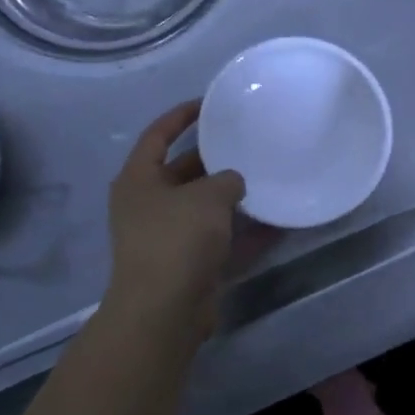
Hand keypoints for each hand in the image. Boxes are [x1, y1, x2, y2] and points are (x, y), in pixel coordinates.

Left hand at [104, 102, 246, 342]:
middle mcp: (147, 204)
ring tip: (266, 177)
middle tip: (247, 142)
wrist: (164, 311)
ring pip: (203, 207)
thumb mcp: (207, 197)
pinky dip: (243, 231)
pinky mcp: (186, 263)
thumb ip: (226, 180)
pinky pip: (218, 238)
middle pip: (182, 171)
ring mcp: (165, 236)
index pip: (157, 134)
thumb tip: (234, 182)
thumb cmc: (177, 239)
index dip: (181, 115)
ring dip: (231, 197)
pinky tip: (276, 223)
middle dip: (214, 158)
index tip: (209, 103)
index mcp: (138, 179)